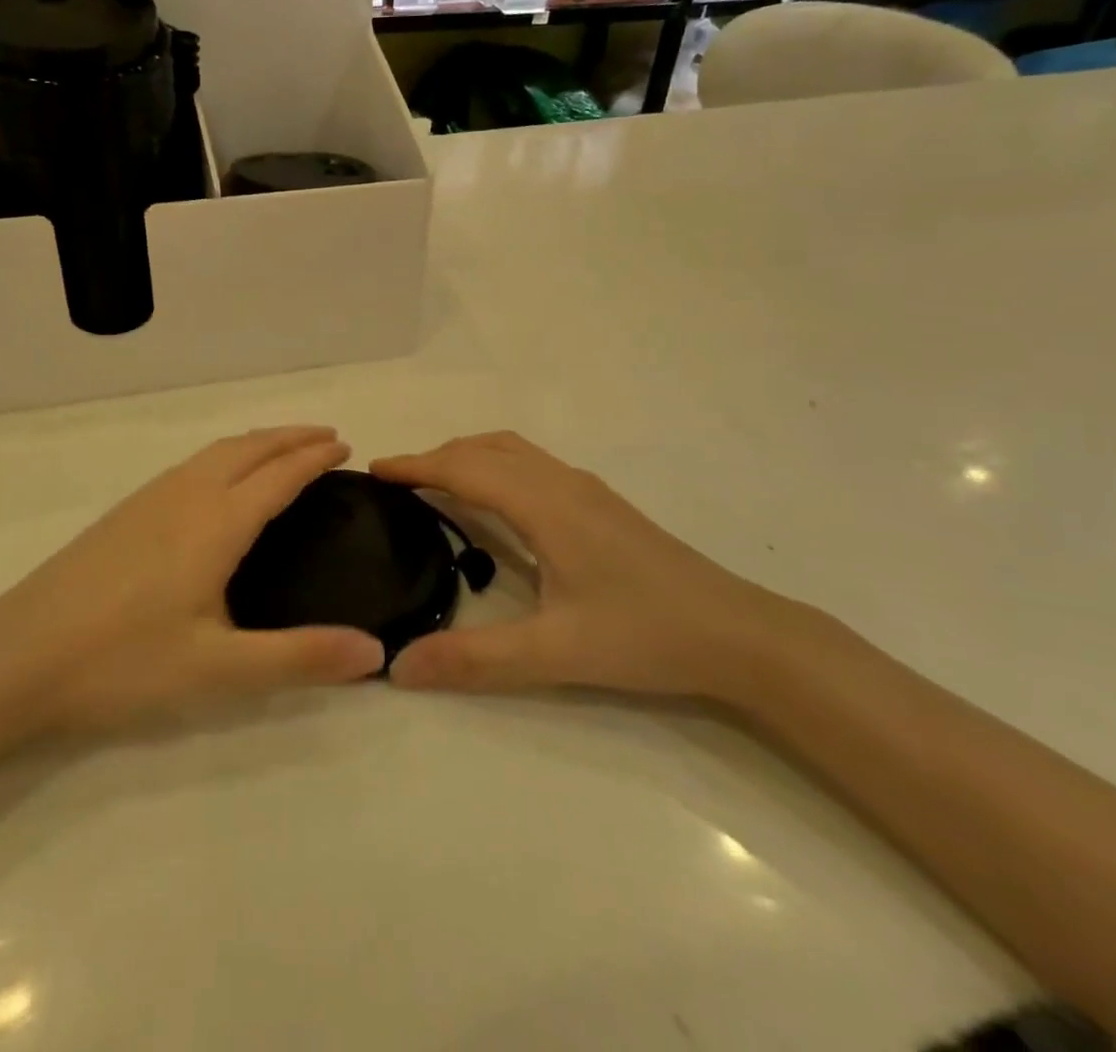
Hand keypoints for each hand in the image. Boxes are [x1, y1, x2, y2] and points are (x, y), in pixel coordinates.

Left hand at [0, 426, 385, 732]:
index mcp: (216, 522)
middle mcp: (186, 496)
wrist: (17, 655)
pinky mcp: (125, 512)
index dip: (314, 458)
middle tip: (326, 437)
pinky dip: (225, 455)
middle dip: (290, 437)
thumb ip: (300, 658)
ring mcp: (149, 499)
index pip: (279, 475)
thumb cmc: (123, 662)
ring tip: (282, 450)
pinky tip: (218, 481)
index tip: (345, 447)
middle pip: (249, 448)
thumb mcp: (220, 669)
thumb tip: (376, 651)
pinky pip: (191, 464)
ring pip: (216, 452)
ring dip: (257, 442)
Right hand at [371, 432, 787, 699]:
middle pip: (487, 448)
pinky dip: (496, 465)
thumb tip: (398, 666)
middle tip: (398, 484)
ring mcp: (587, 490)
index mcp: (545, 505)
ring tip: (437, 485)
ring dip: (468, 456)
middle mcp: (562, 483)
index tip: (374, 470)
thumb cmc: (646, 635)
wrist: (740, 634)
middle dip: (437, 456)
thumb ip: (475, 660)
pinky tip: (498, 503)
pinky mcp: (602, 504)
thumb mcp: (556, 654)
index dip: (416, 465)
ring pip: (513, 451)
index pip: (465, 468)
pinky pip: (532, 465)